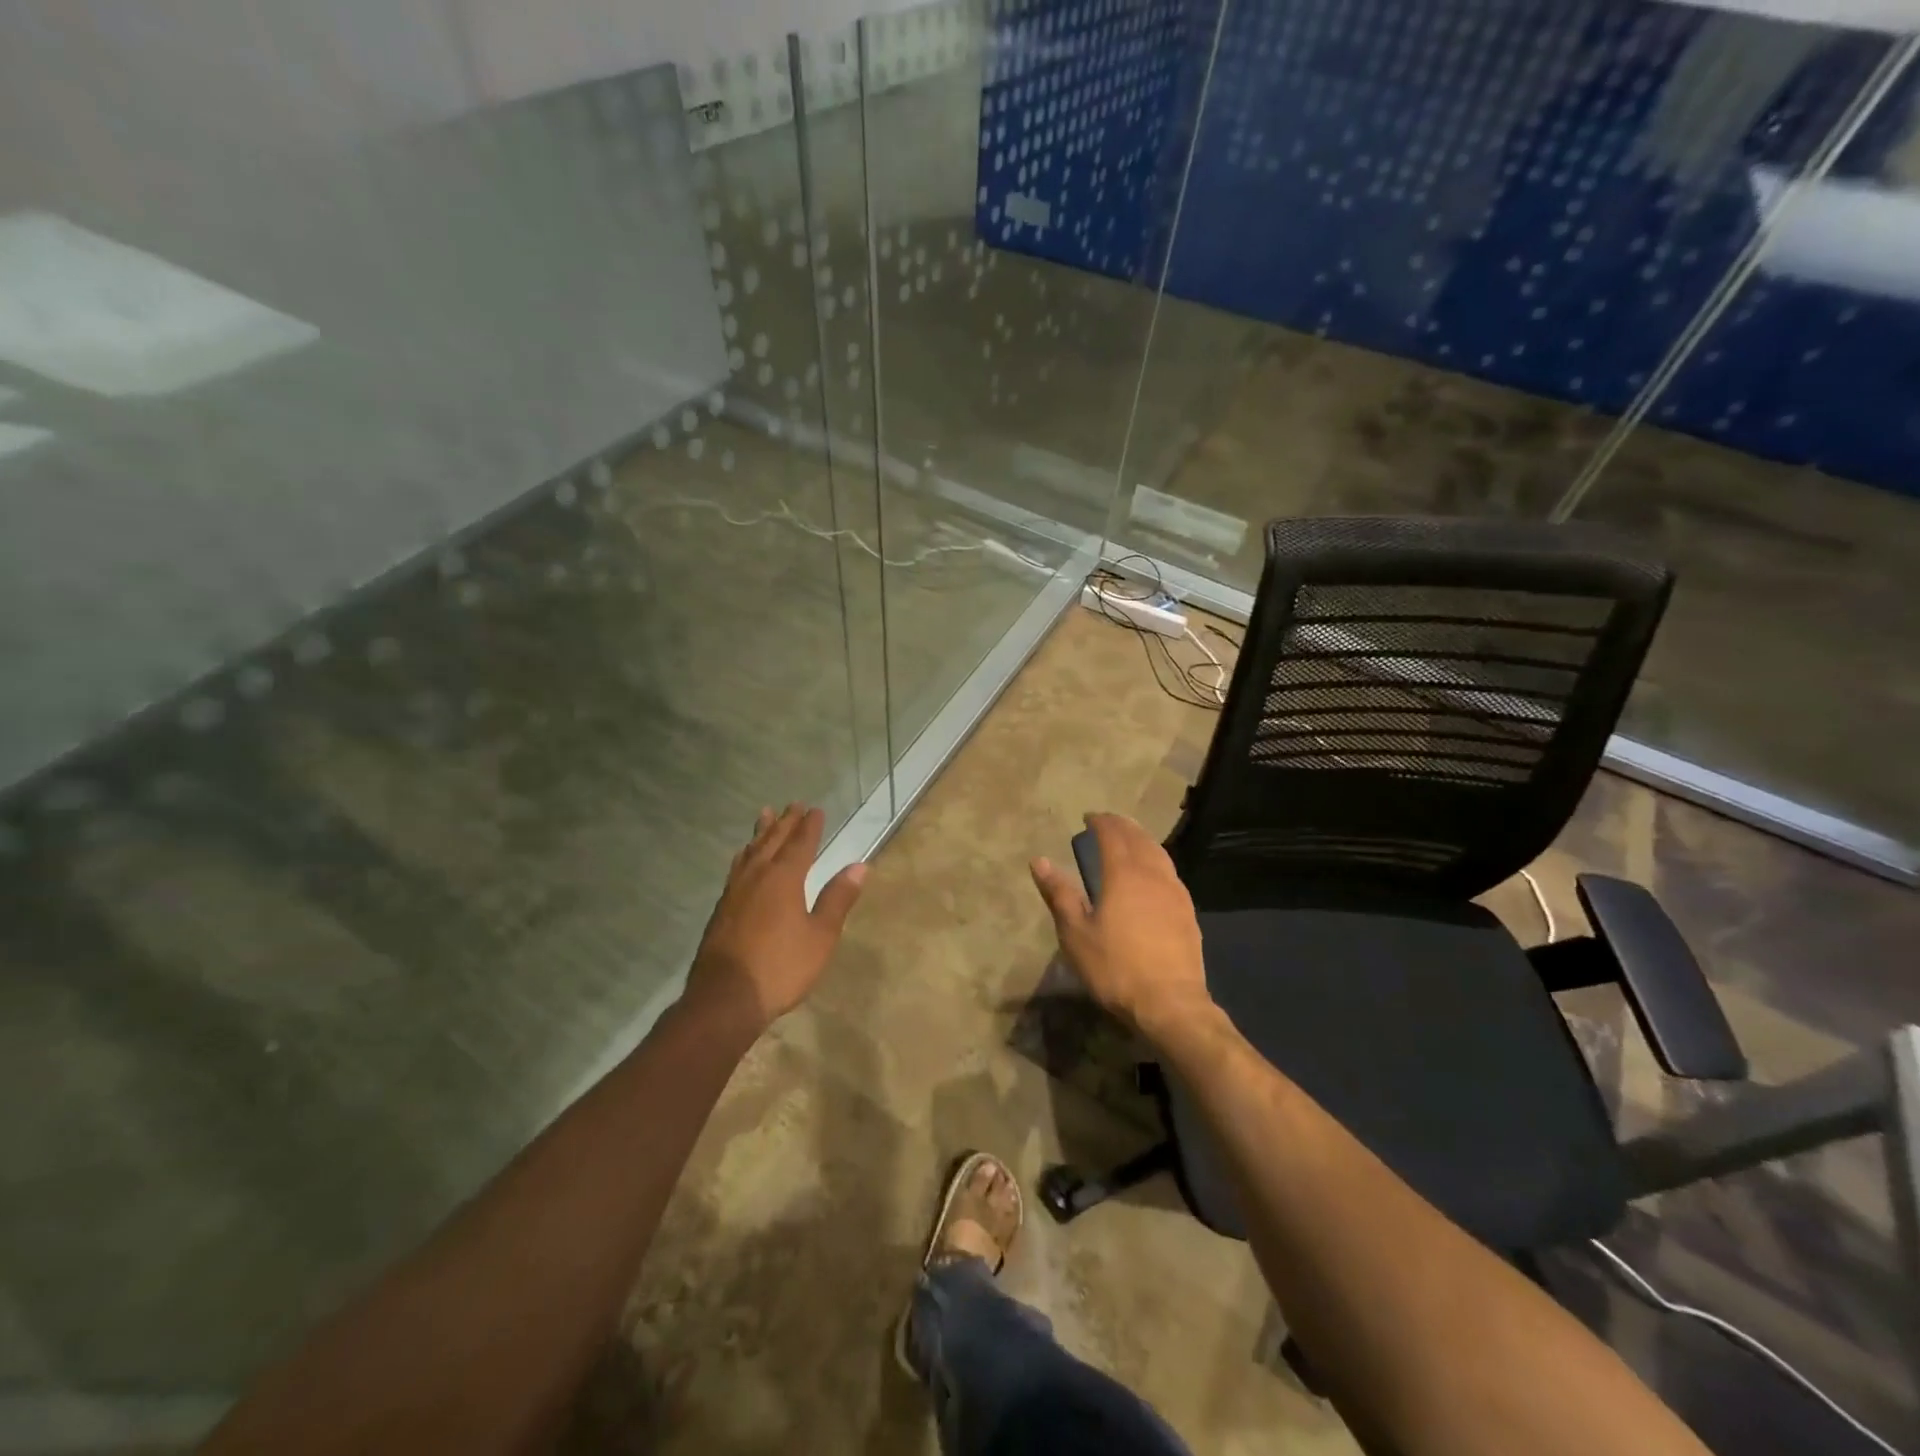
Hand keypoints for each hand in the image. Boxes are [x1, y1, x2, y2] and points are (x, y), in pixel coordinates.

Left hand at [685, 804, 866, 1031]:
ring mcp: (734, 892)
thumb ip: (838, 899)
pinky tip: (742, 859)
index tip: (816, 809)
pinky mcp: (721, 909)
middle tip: (793, 804)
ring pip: (750, 851)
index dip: (810, 826)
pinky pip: (736, 868)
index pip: (801, 844)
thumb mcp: (820, 936)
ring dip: (760, 832)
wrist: (724, 999)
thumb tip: (859, 865)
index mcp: (784, 878)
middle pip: (772, 841)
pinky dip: (744, 855)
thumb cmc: (781, 967)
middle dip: (785, 822)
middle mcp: (757, 876)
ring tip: (764, 816)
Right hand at [1029, 813, 1213, 1042]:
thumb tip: (1039, 861)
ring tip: (1130, 840)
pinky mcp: (1187, 911)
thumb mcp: (1076, 933)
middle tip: (1107, 822)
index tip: (1088, 817)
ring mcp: (1175, 892)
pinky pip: (1170, 872)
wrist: (1170, 1003)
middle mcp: (1152, 874)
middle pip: (1139, 838)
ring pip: (1159, 853)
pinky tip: (1153, 874)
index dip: (1100, 822)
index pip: (1112, 834)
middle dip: (1122, 826)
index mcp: (1123, 873)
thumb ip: (1060, 894)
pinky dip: (1156, 860)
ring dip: (1142, 840)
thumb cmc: (1115, 967)